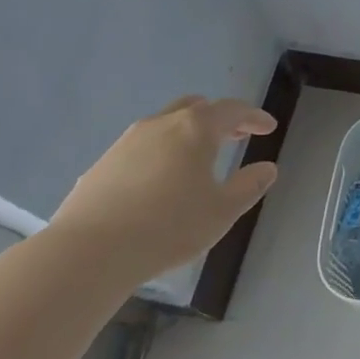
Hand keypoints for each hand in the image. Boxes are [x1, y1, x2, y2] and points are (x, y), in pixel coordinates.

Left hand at [48, 96, 278, 282]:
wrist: (90, 251)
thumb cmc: (168, 227)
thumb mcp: (222, 211)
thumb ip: (249, 186)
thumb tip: (268, 168)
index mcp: (195, 129)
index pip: (232, 110)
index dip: (254, 116)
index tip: (269, 126)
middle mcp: (161, 124)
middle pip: (196, 107)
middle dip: (220, 118)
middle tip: (236, 135)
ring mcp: (127, 141)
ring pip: (166, 123)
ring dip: (188, 133)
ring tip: (199, 157)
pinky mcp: (103, 162)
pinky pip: (143, 146)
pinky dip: (162, 151)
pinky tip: (161, 180)